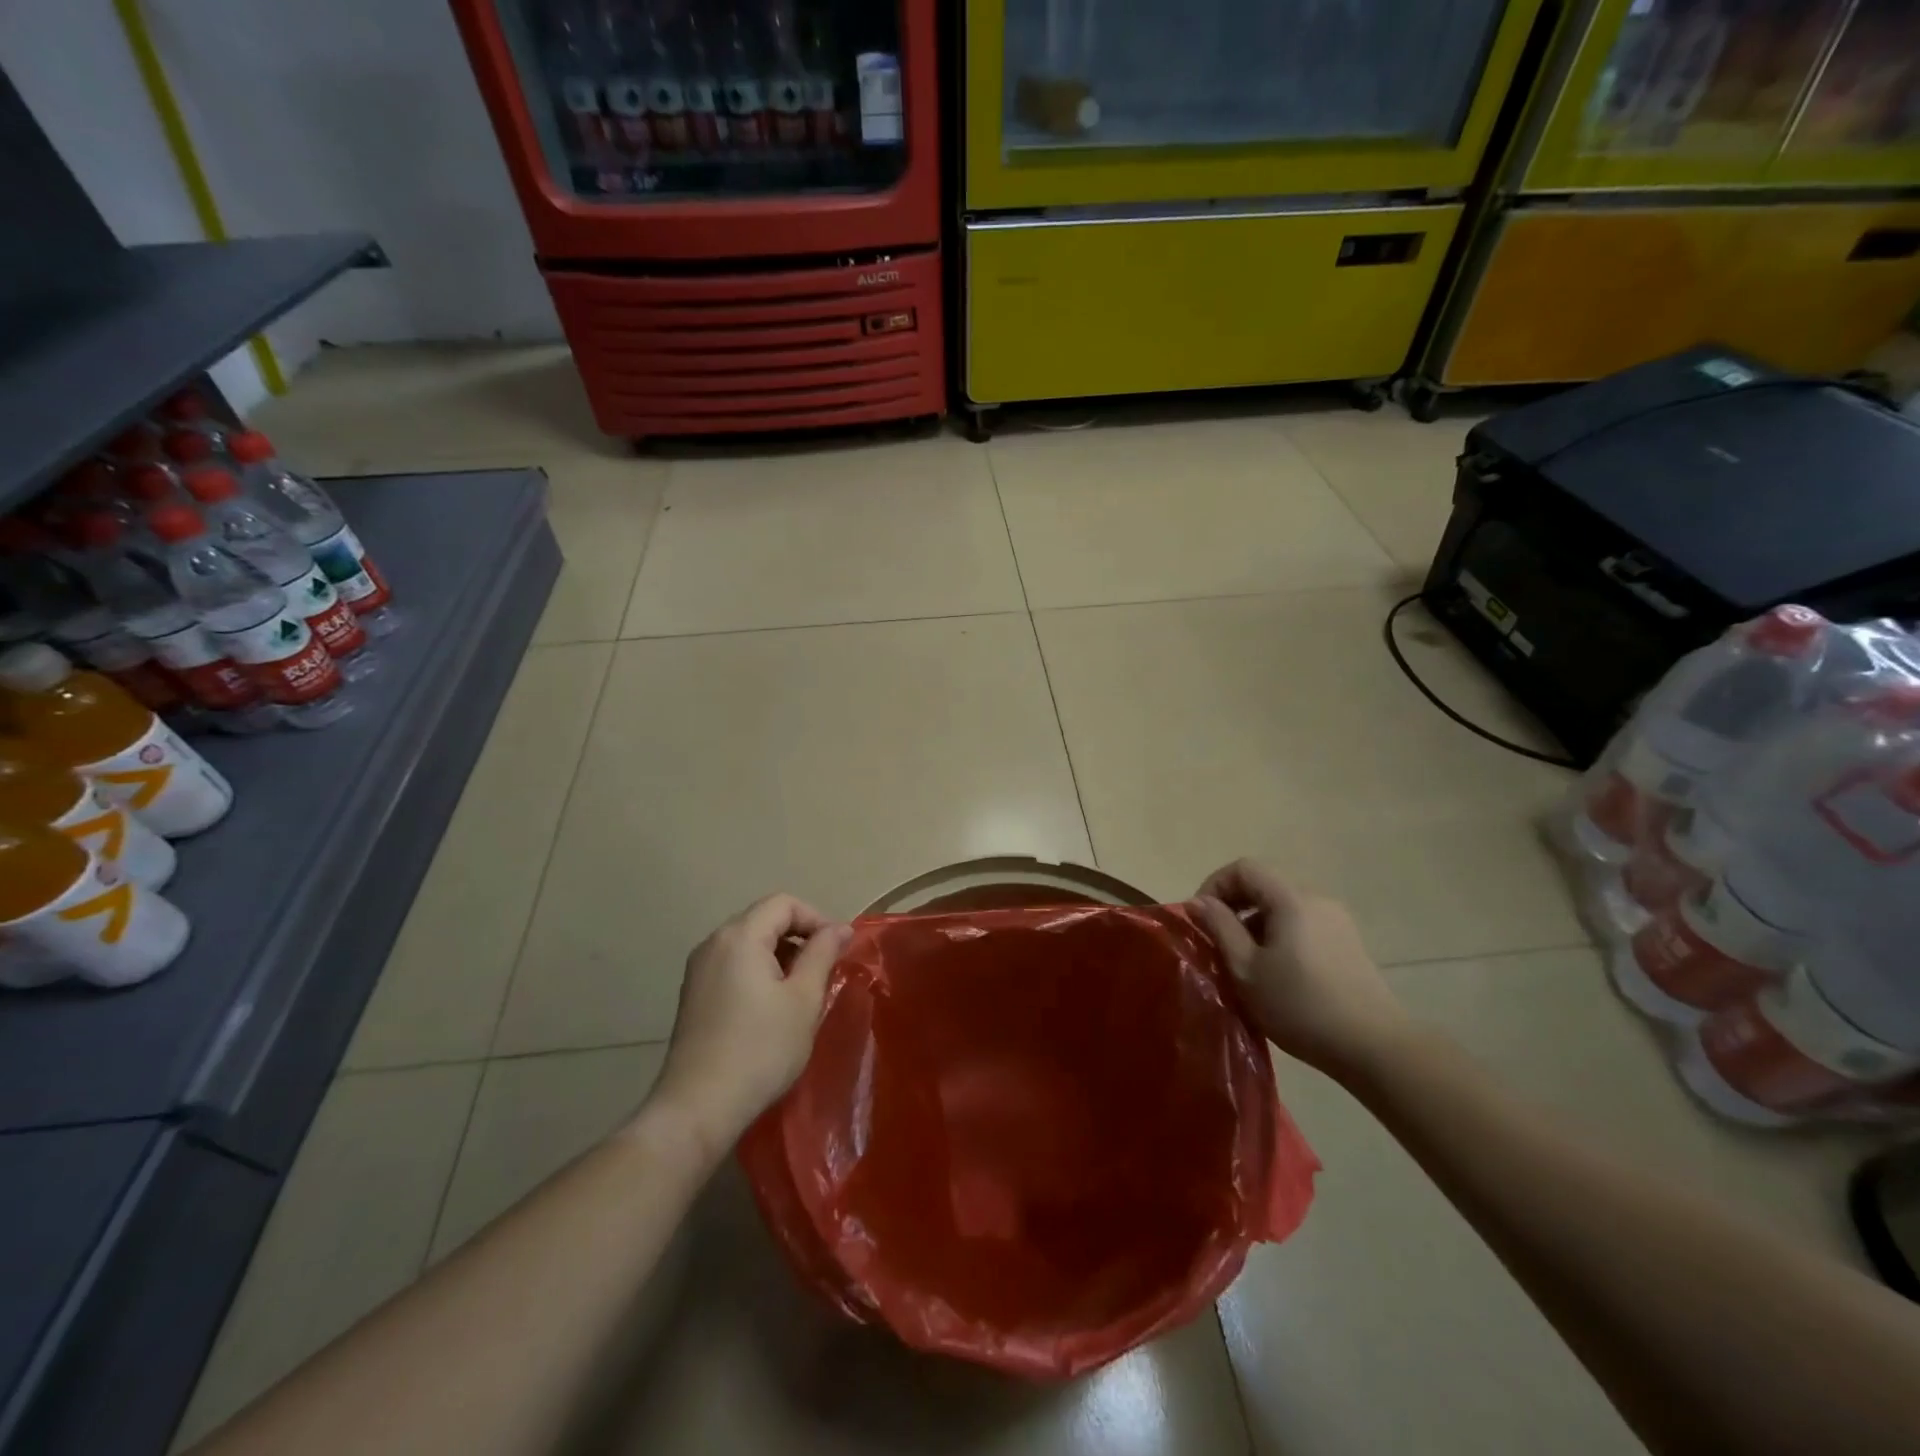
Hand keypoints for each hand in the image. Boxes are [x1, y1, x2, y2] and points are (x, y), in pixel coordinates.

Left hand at [650, 894, 851, 1152]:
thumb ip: (823, 954)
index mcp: (739, 936)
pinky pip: (733, 964)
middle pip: (764, 919)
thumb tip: (839, 928)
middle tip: (824, 971)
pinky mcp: (693, 994)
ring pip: (749, 943)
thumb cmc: (760, 1049)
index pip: (784, 903)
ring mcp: (698, 970)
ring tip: (802, 991)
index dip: (817, 918)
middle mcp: (713, 943)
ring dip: (781, 955)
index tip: (838, 950)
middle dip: (800, 937)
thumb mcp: (804, 999)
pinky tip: (771, 1008)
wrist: (698, 1107)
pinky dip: (759, 971)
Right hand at [1189, 859, 1409, 1082]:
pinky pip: (1302, 922)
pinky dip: (1279, 932)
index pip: (1244, 867)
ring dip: (1255, 921)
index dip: (1215, 885)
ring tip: (1244, 959)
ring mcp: (1337, 920)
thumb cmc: (1300, 1006)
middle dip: (1234, 904)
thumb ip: (1220, 928)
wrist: (1373, 1047)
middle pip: (1265, 883)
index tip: (1201, 918)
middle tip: (1217, 938)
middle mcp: (1317, 899)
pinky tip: (1276, 970)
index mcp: (1291, 899)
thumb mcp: (1246, 969)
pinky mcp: (1348, 942)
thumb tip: (1199, 902)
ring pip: (1283, 904)